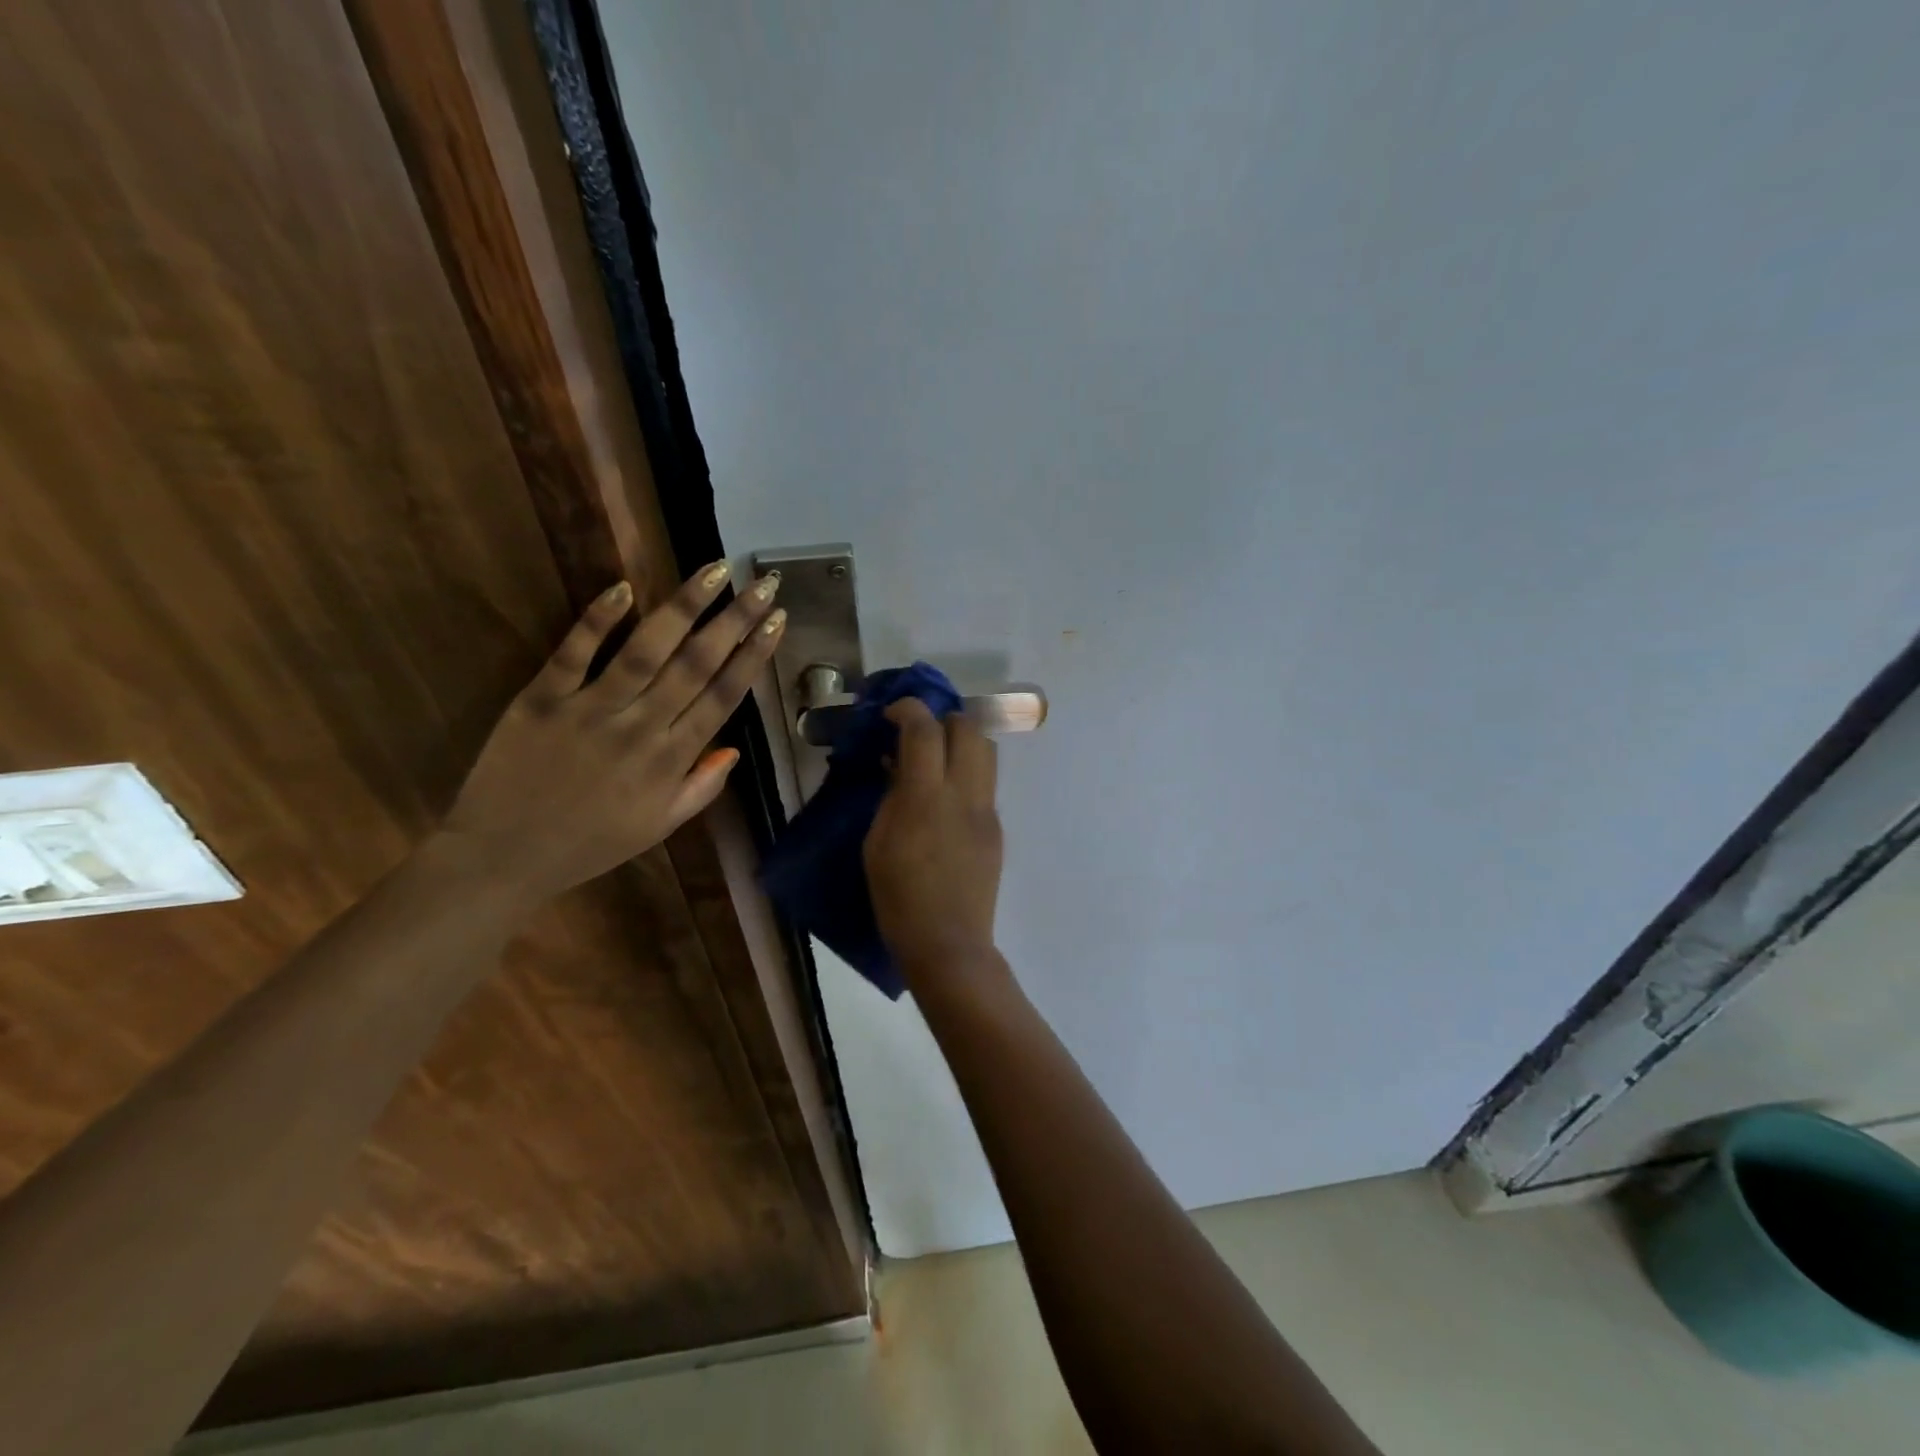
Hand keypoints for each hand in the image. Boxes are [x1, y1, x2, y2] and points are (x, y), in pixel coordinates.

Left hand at [436, 563, 784, 909]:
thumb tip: (734, 748)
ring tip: (714, 570)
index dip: (753, 654)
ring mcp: (589, 710)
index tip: (776, 619)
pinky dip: (597, 620)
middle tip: (763, 582)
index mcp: (671, 760)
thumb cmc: (590, 844)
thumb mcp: (659, 826)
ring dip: (683, 607)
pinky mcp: (541, 700)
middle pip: (696, 664)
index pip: (723, 696)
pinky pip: (573, 653)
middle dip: (735, 619)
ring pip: (645, 650)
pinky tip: (623, 587)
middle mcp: (640, 728)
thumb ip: (702, 787)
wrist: (504, 858)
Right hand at [864, 699, 1005, 991]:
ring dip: (961, 740)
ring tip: (936, 757)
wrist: (948, 943)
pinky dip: (967, 772)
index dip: (908, 709)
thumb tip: (899, 766)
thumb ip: (891, 797)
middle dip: (943, 717)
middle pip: (968, 728)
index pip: (924, 730)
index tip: (892, 713)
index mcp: (925, 799)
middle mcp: (963, 795)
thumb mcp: (876, 844)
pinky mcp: (997, 828)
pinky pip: (985, 783)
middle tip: (918, 733)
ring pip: (986, 751)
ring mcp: (986, 810)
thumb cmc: (898, 899)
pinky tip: (946, 796)